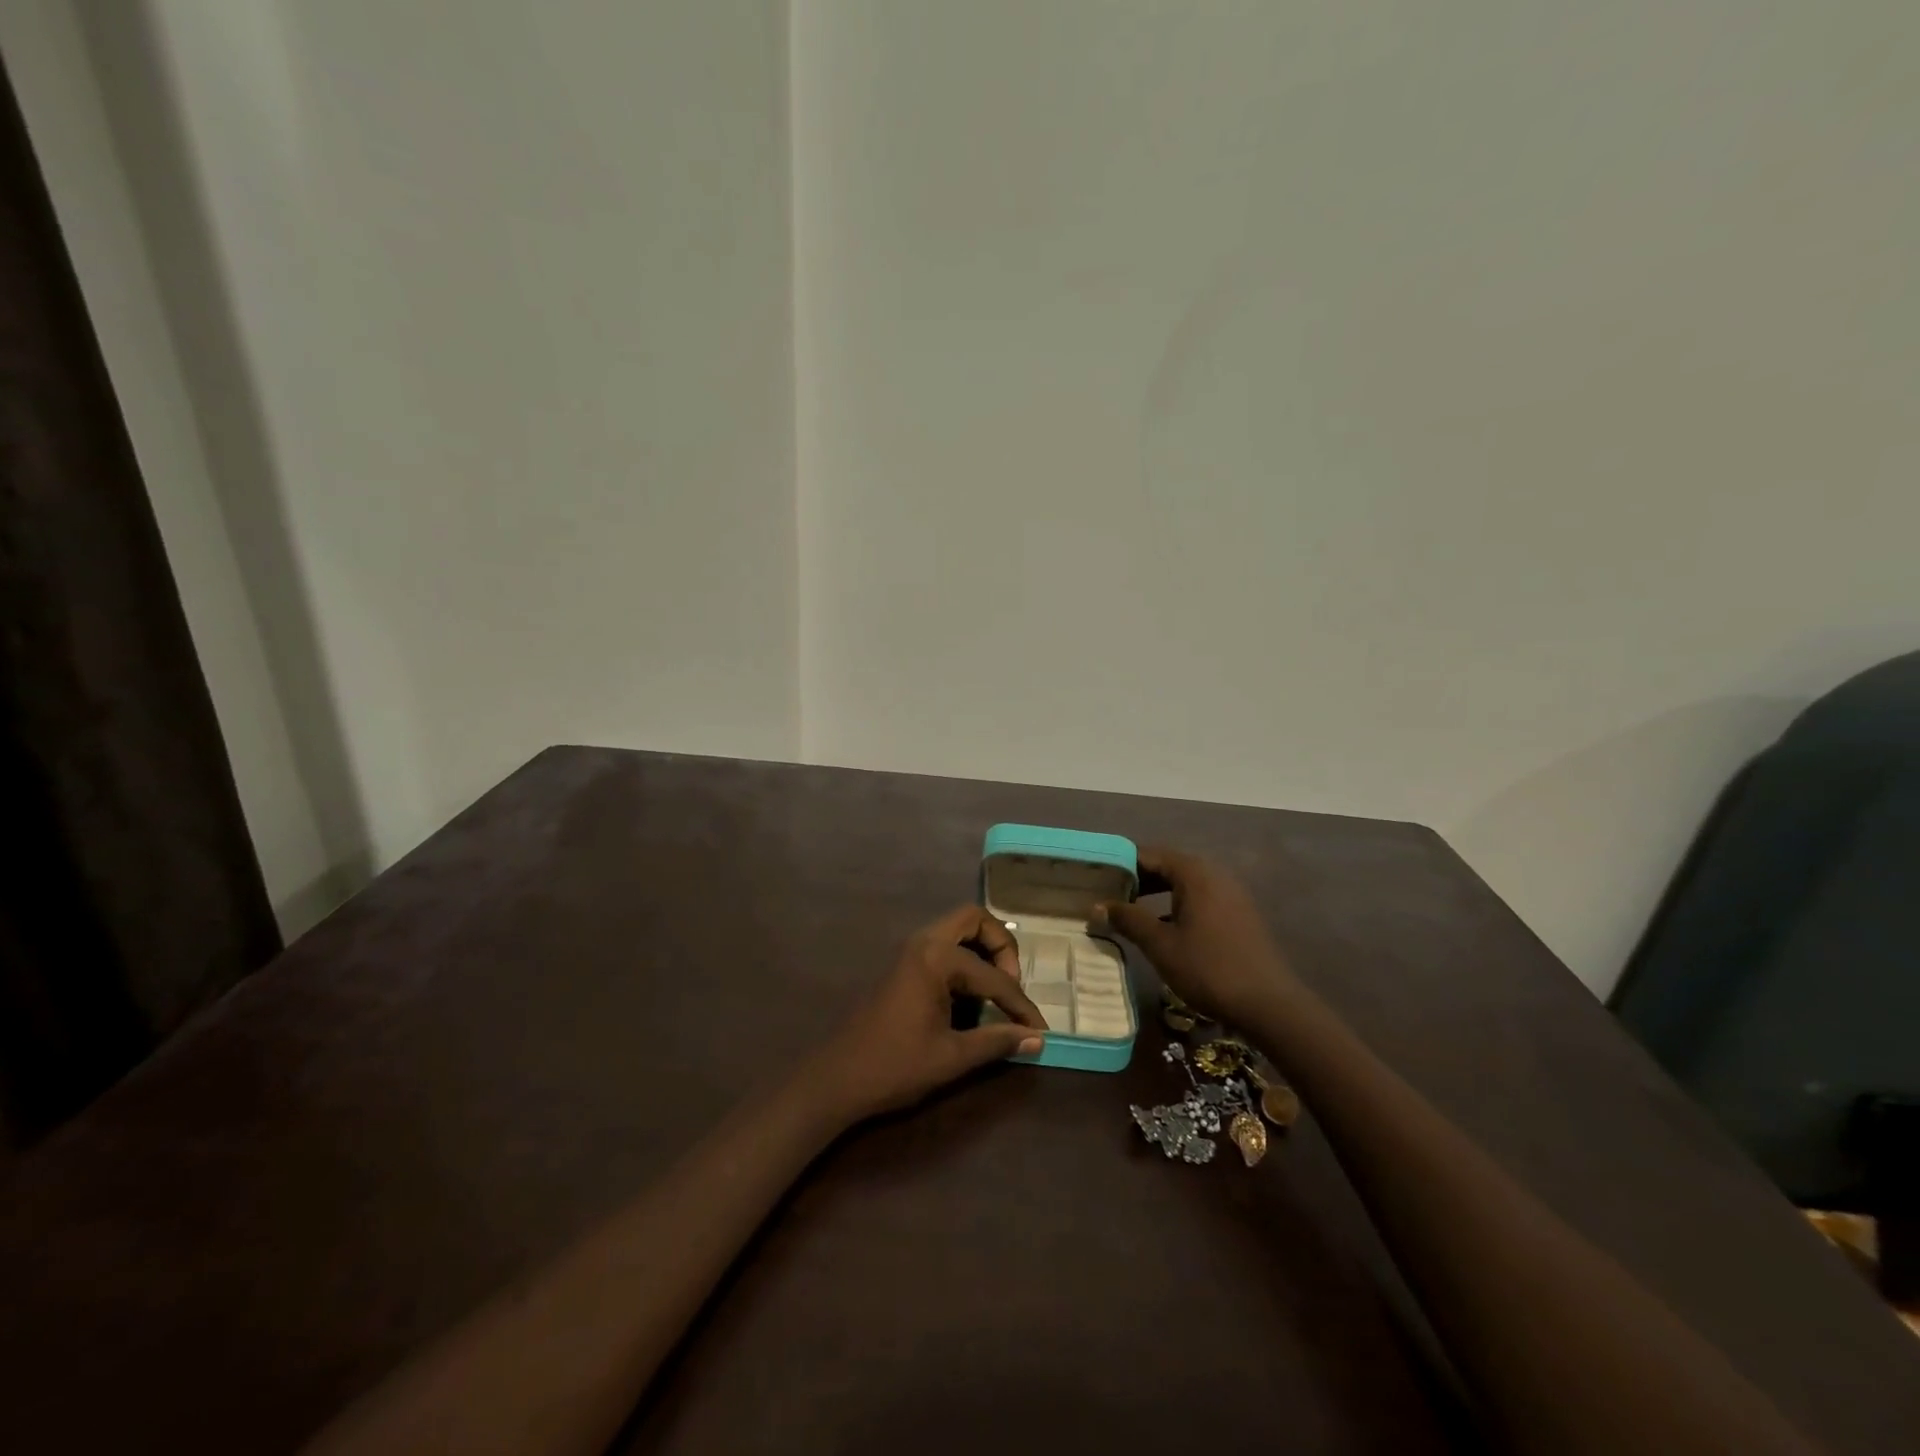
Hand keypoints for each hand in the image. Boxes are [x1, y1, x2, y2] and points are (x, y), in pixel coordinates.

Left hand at [807, 905, 1046, 1122]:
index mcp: (935, 958)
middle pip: (974, 919)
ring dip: (982, 950)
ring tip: (996, 991)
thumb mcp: (952, 1057)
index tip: (1040, 1029)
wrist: (837, 1079)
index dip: (1020, 1005)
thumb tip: (1038, 1038)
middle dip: (1001, 946)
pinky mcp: (904, 965)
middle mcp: (923, 942)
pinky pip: (944, 946)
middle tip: (1012, 985)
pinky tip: (971, 997)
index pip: (993, 976)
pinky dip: (965, 959)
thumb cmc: (895, 1066)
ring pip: (957, 929)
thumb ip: (997, 1041)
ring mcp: (910, 950)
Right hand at [1094, 847, 1297, 1025]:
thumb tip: (1097, 906)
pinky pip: (1199, 898)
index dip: (1120, 863)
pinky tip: (1161, 928)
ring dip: (1155, 893)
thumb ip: (1128, 920)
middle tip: (1106, 894)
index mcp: (1194, 873)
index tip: (1096, 877)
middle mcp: (1214, 874)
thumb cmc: (1209, 968)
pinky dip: (1175, 905)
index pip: (1148, 854)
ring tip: (1128, 910)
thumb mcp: (1160, 945)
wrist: (1269, 1005)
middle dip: (1136, 878)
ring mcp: (1230, 894)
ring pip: (1183, 883)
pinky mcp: (1238, 914)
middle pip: (1167, 865)